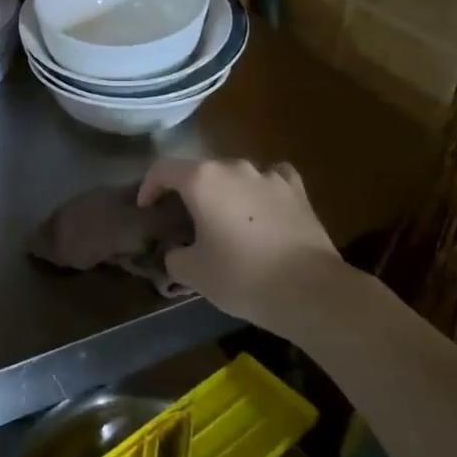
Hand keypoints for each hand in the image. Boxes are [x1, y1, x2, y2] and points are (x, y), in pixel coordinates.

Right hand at [138, 157, 355, 333]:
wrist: (309, 290)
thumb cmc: (242, 277)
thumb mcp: (194, 273)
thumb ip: (175, 256)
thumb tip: (177, 251)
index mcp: (201, 180)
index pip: (162, 170)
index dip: (149, 187)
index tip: (147, 210)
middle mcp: (234, 167)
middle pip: (200, 171)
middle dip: (188, 192)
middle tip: (185, 220)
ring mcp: (268, 175)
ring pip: (235, 175)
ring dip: (225, 192)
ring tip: (226, 219)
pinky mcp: (297, 189)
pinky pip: (270, 180)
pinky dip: (260, 191)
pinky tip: (262, 209)